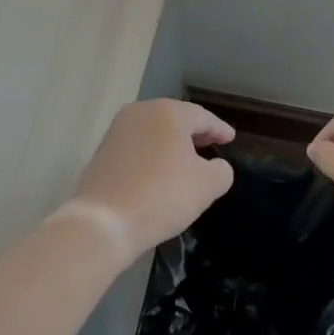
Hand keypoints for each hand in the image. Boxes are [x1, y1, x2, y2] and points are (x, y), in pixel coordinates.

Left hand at [69, 100, 235, 256]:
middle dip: (194, 133)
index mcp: (167, 112)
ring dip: (172, 143)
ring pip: (154, 132)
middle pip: (175, 119)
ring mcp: (117, 131)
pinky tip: (160, 171)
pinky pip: (137, 147)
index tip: (230, 138)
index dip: (219, 129)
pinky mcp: (102, 151)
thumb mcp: (207, 186)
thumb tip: (214, 166)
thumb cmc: (162, 196)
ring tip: (187, 160)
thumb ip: (221, 170)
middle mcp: (140, 112)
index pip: (202, 117)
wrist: (104, 222)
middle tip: (212, 144)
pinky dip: (153, 154)